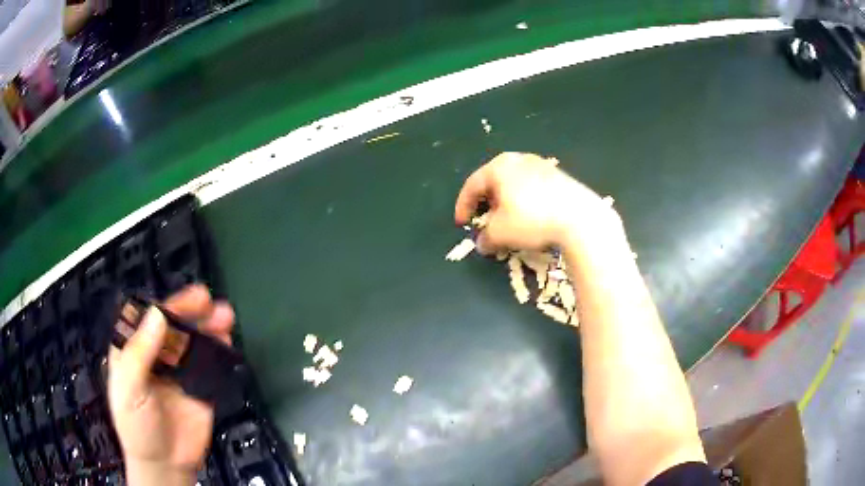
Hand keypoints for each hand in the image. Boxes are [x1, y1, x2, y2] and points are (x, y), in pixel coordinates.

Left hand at [107, 285, 234, 484]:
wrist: (165, 464)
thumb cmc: (137, 425)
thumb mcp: (129, 389)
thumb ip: (139, 353)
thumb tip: (158, 315)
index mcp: (135, 351)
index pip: (147, 320)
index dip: (164, 306)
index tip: (182, 299)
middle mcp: (157, 357)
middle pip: (173, 327)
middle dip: (190, 312)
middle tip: (207, 299)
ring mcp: (180, 373)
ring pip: (193, 343)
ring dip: (208, 327)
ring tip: (225, 316)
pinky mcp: (200, 389)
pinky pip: (210, 367)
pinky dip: (219, 352)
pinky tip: (227, 342)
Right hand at [455, 152, 620, 253]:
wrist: (579, 217)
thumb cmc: (532, 219)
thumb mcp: (501, 233)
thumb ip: (486, 238)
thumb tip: (483, 243)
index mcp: (499, 166)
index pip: (472, 185)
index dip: (463, 206)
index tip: (461, 224)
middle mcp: (518, 159)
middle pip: (494, 181)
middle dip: (486, 203)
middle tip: (484, 221)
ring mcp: (541, 165)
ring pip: (514, 184)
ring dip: (506, 203)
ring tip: (508, 221)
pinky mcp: (559, 176)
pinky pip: (533, 188)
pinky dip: (525, 201)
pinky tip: (531, 218)